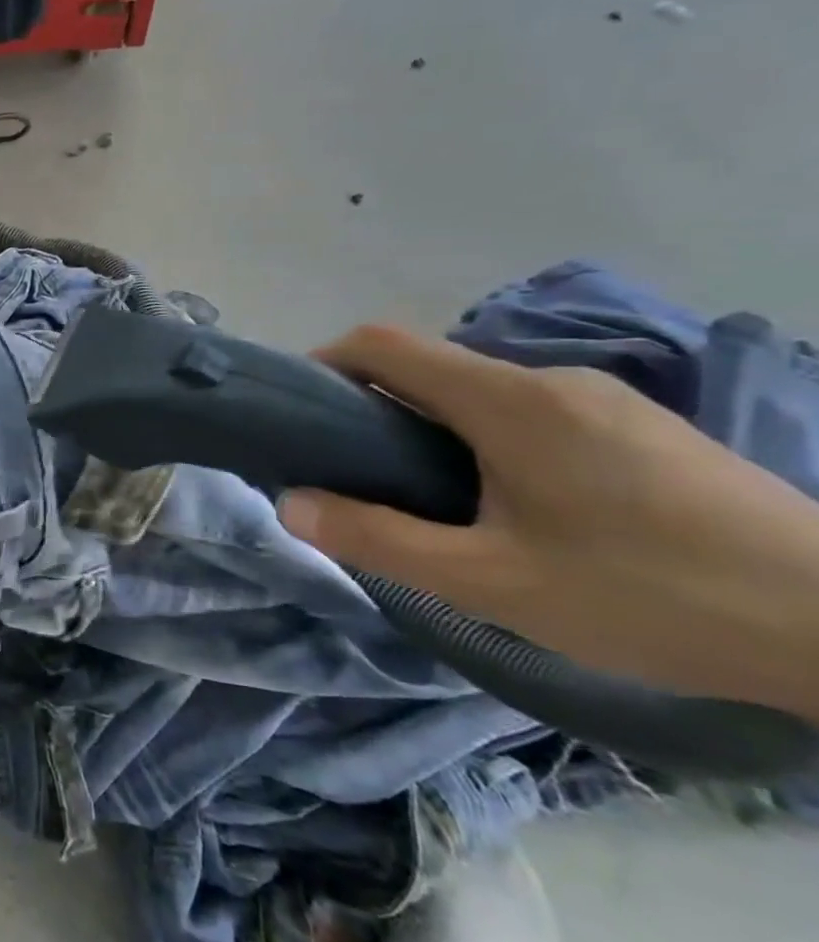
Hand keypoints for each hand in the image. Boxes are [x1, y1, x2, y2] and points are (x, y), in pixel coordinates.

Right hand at [277, 325, 818, 718]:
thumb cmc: (651, 596)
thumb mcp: (492, 583)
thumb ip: (377, 539)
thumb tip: (291, 505)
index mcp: (507, 400)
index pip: (383, 344)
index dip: (325, 363)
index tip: (300, 414)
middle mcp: (551, 380)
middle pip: (430, 369)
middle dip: (375, 408)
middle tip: (358, 476)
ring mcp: (605, 401)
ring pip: (481, 393)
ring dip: (433, 429)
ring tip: (431, 499)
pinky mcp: (643, 429)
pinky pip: (531, 413)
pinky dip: (487, 440)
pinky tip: (513, 506)